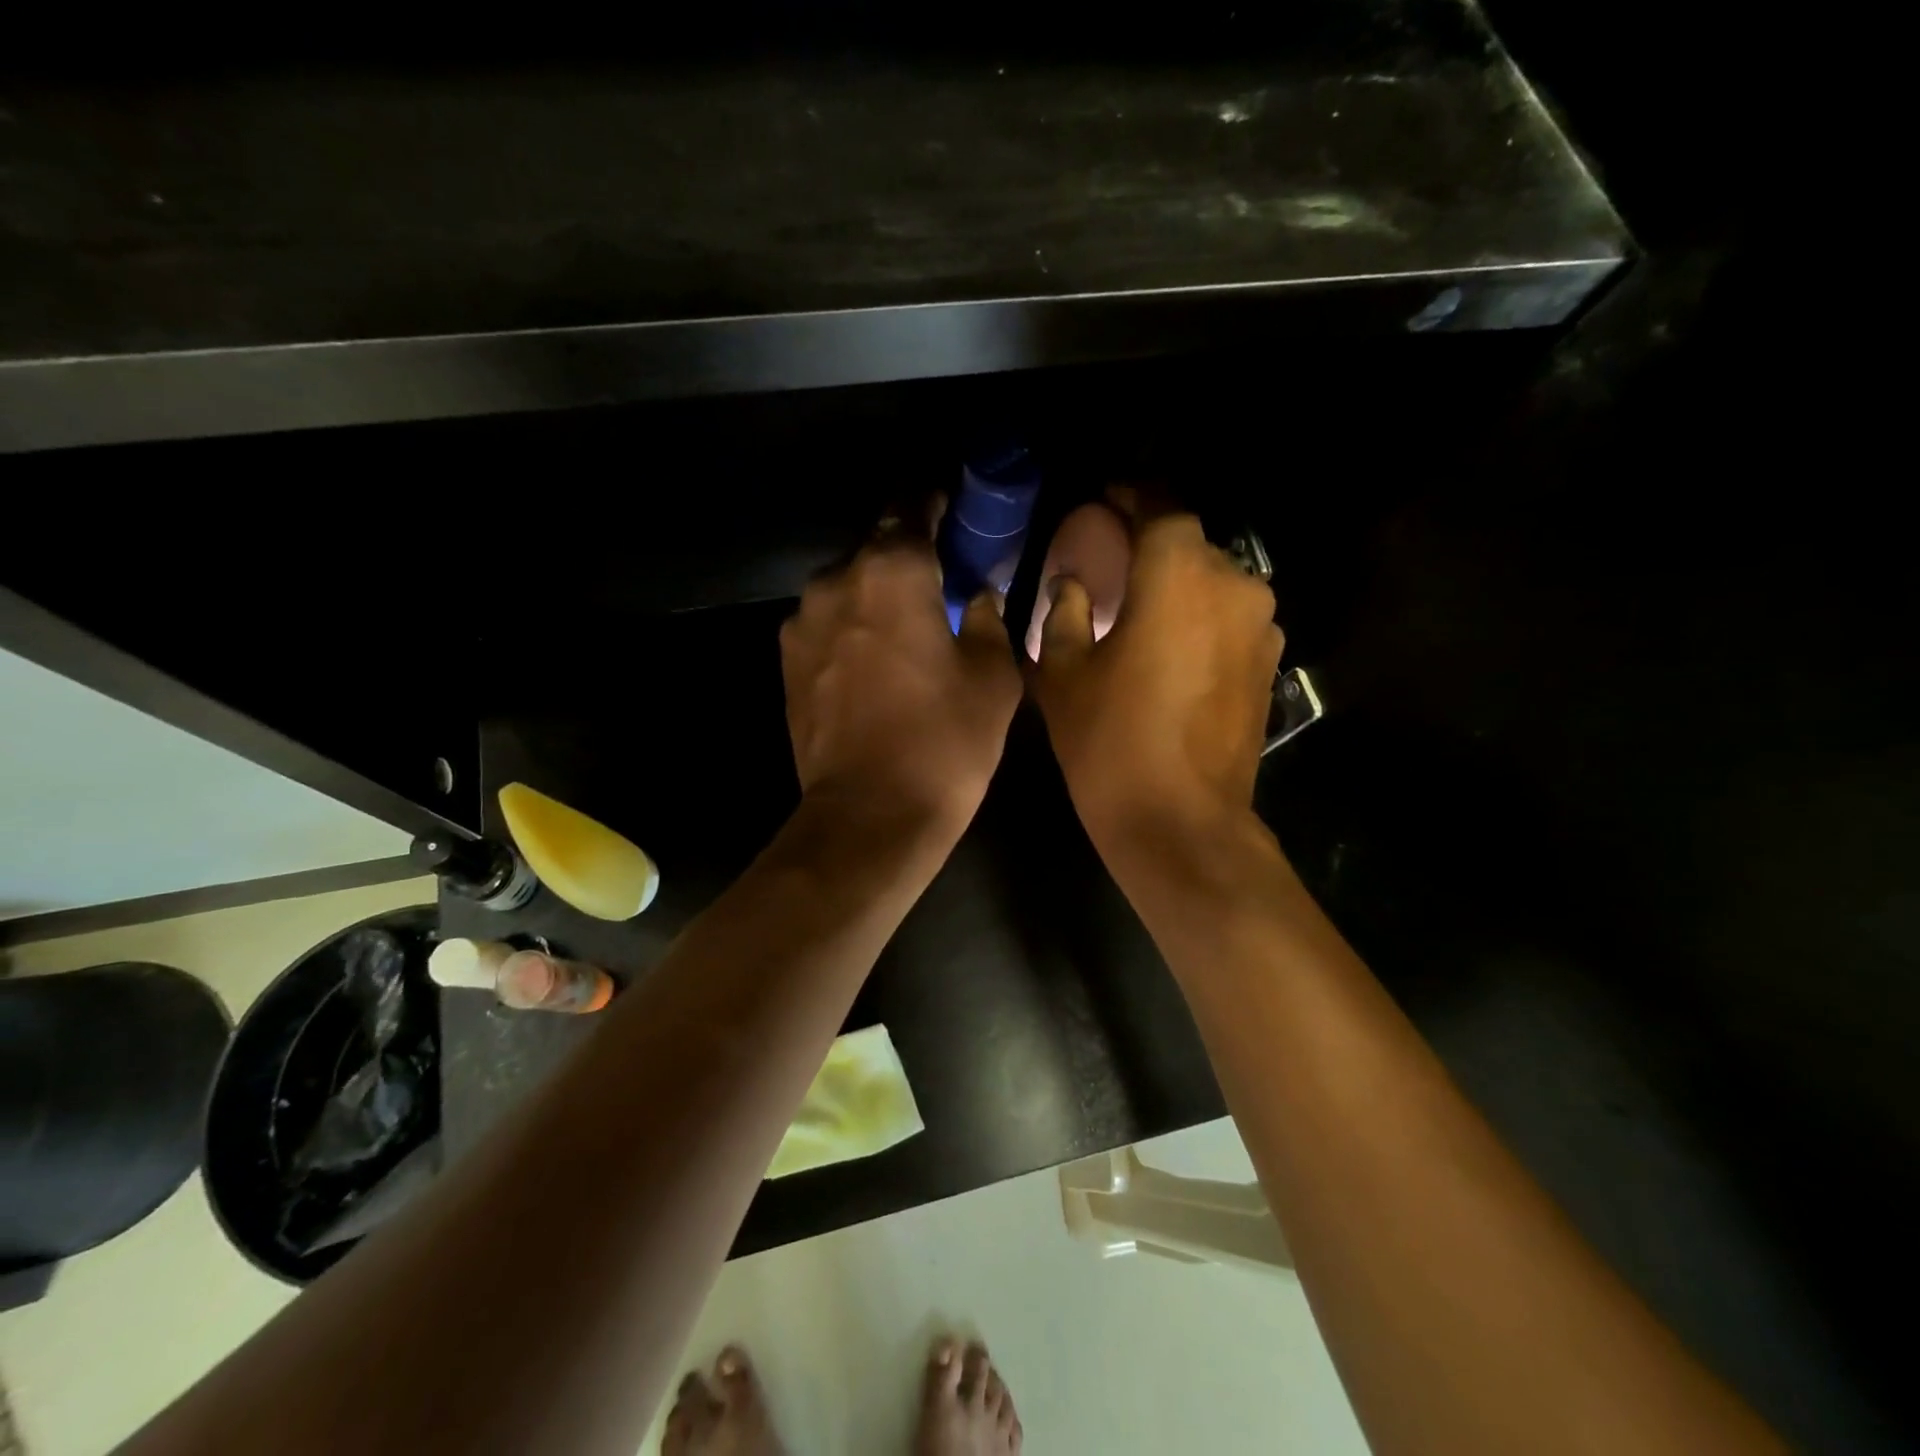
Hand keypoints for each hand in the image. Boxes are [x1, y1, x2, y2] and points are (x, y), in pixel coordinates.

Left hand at [781, 527, 1021, 835]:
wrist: (870, 814)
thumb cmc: (944, 741)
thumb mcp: (993, 678)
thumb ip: (988, 619)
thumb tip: (977, 597)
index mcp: (892, 571)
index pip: (910, 508)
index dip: (932, 504)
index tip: (949, 511)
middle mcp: (836, 581)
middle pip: (875, 551)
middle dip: (905, 562)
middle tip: (936, 587)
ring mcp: (802, 622)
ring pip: (846, 590)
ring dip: (874, 599)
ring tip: (902, 633)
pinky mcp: (786, 662)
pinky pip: (825, 627)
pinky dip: (849, 632)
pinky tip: (871, 666)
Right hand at [1030, 505, 1282, 850]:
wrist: (1180, 819)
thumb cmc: (1110, 739)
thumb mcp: (1064, 671)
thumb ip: (1064, 611)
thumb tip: (1071, 584)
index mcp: (1178, 573)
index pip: (1160, 505)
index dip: (1132, 496)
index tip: (1107, 500)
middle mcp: (1232, 584)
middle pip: (1191, 543)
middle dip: (1153, 544)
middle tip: (1114, 563)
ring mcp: (1261, 626)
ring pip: (1215, 582)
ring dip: (1181, 584)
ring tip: (1143, 608)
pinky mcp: (1270, 664)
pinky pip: (1231, 619)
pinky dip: (1202, 618)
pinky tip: (1172, 648)